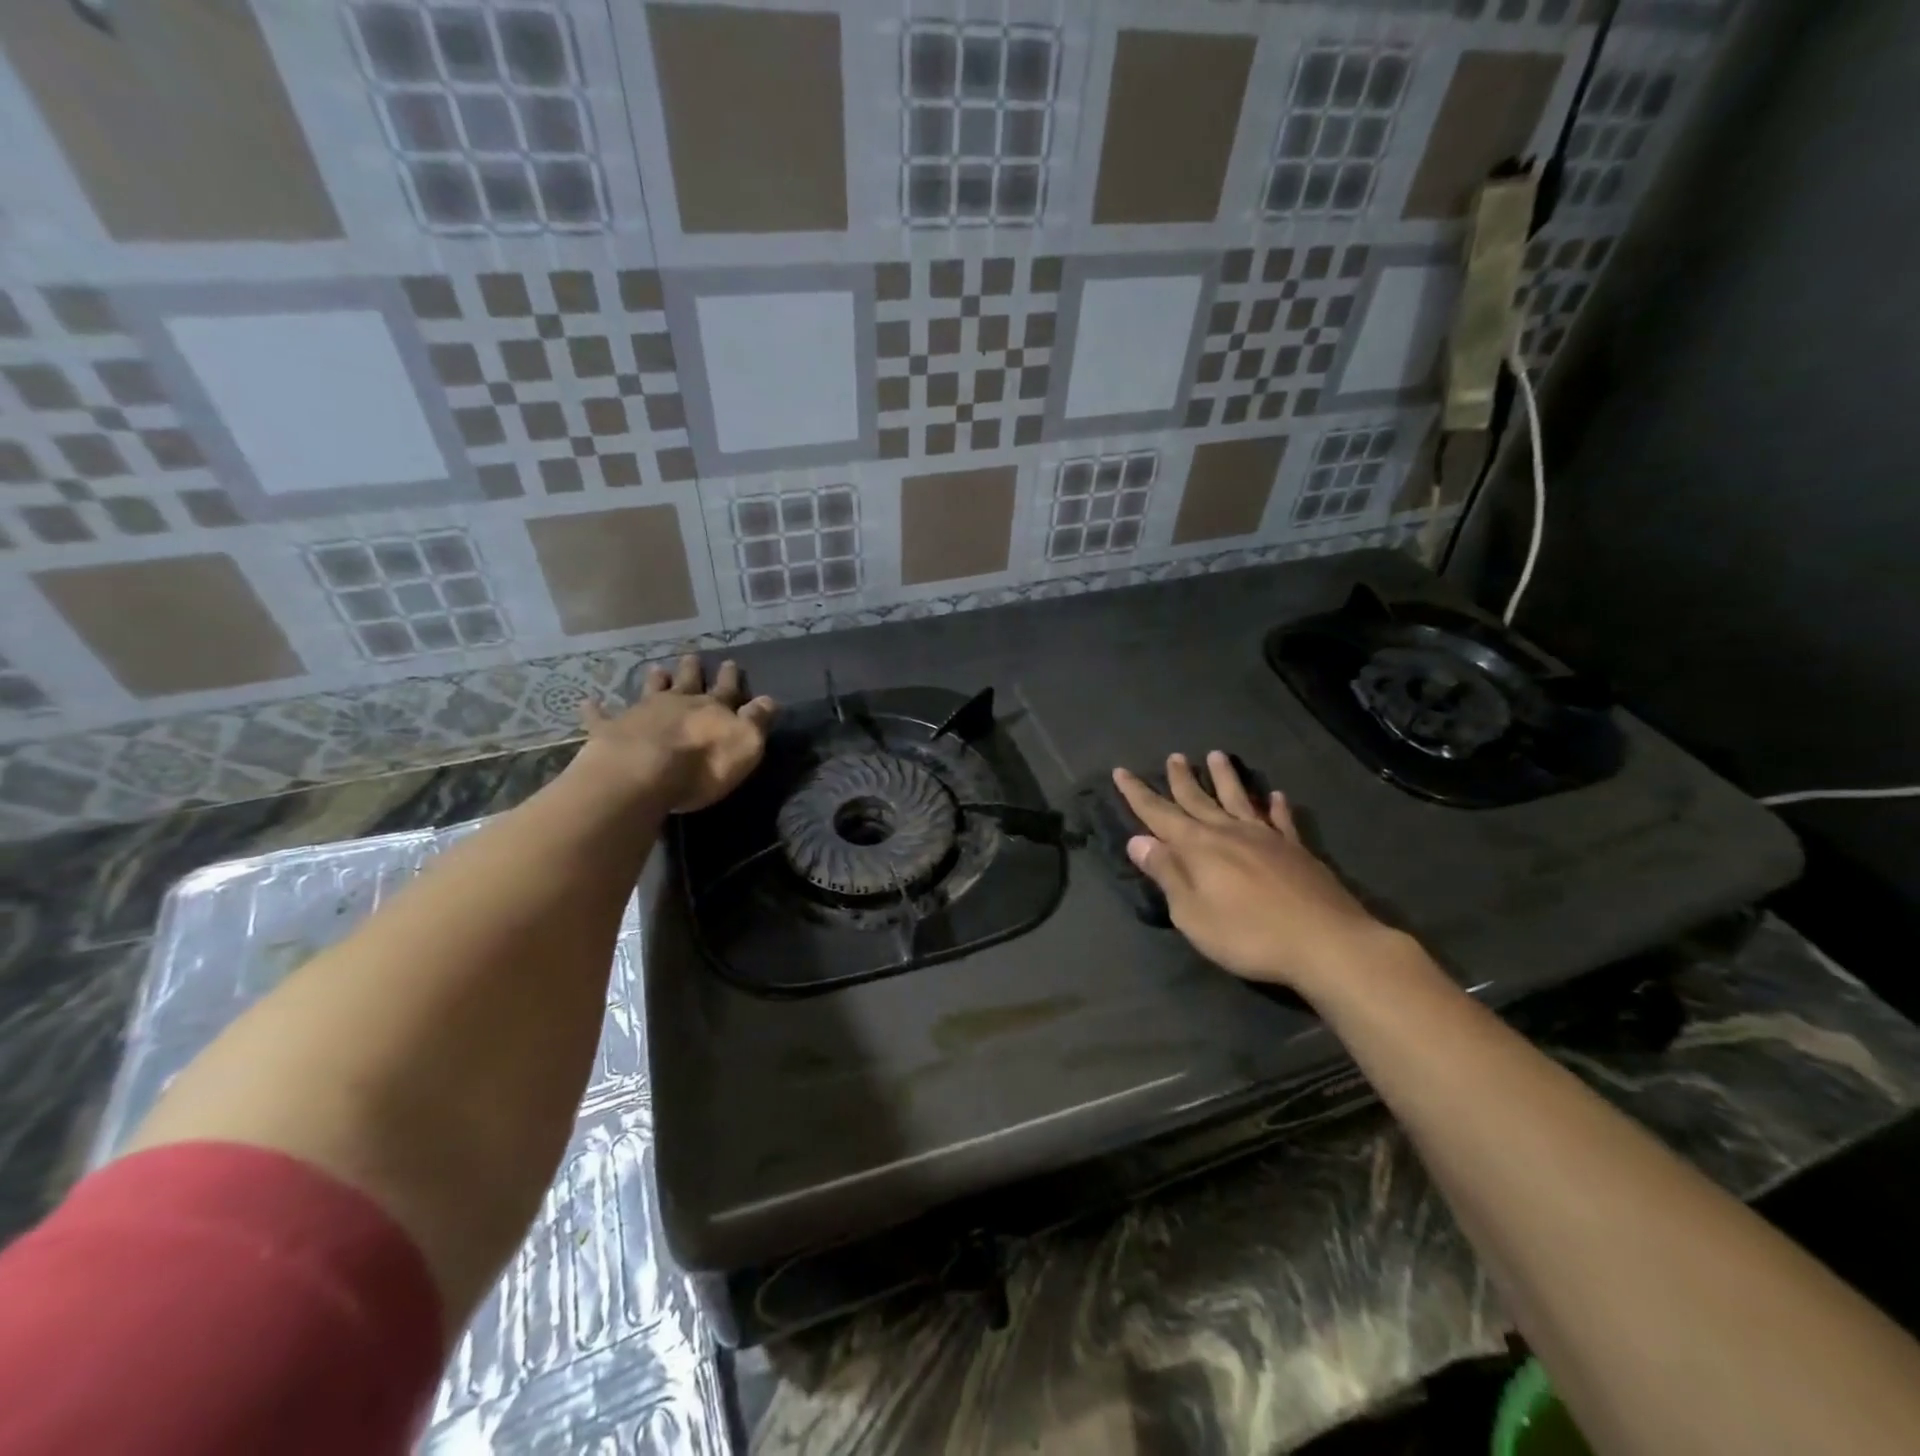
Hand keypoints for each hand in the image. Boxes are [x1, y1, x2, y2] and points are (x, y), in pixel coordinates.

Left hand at [576, 655, 775, 813]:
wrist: (642, 774)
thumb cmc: (702, 765)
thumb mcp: (745, 744)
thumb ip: (757, 721)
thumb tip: (770, 699)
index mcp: (712, 709)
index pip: (727, 689)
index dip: (730, 677)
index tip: (731, 662)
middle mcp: (677, 703)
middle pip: (687, 682)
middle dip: (692, 670)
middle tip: (692, 656)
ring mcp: (642, 713)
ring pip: (650, 691)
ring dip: (655, 680)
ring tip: (657, 669)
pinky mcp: (611, 730)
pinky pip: (601, 717)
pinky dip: (595, 709)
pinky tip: (588, 701)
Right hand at [1114, 752, 1393, 994]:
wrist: (1325, 942)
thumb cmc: (1247, 934)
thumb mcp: (1192, 913)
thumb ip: (1167, 874)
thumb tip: (1138, 840)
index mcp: (1198, 847)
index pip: (1158, 814)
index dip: (1138, 794)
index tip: (1121, 771)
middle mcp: (1228, 833)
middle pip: (1198, 799)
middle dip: (1181, 779)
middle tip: (1173, 756)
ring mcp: (1266, 838)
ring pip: (1239, 799)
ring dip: (1225, 777)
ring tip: (1216, 755)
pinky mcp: (1296, 851)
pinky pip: (1281, 821)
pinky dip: (1276, 807)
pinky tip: (1276, 796)